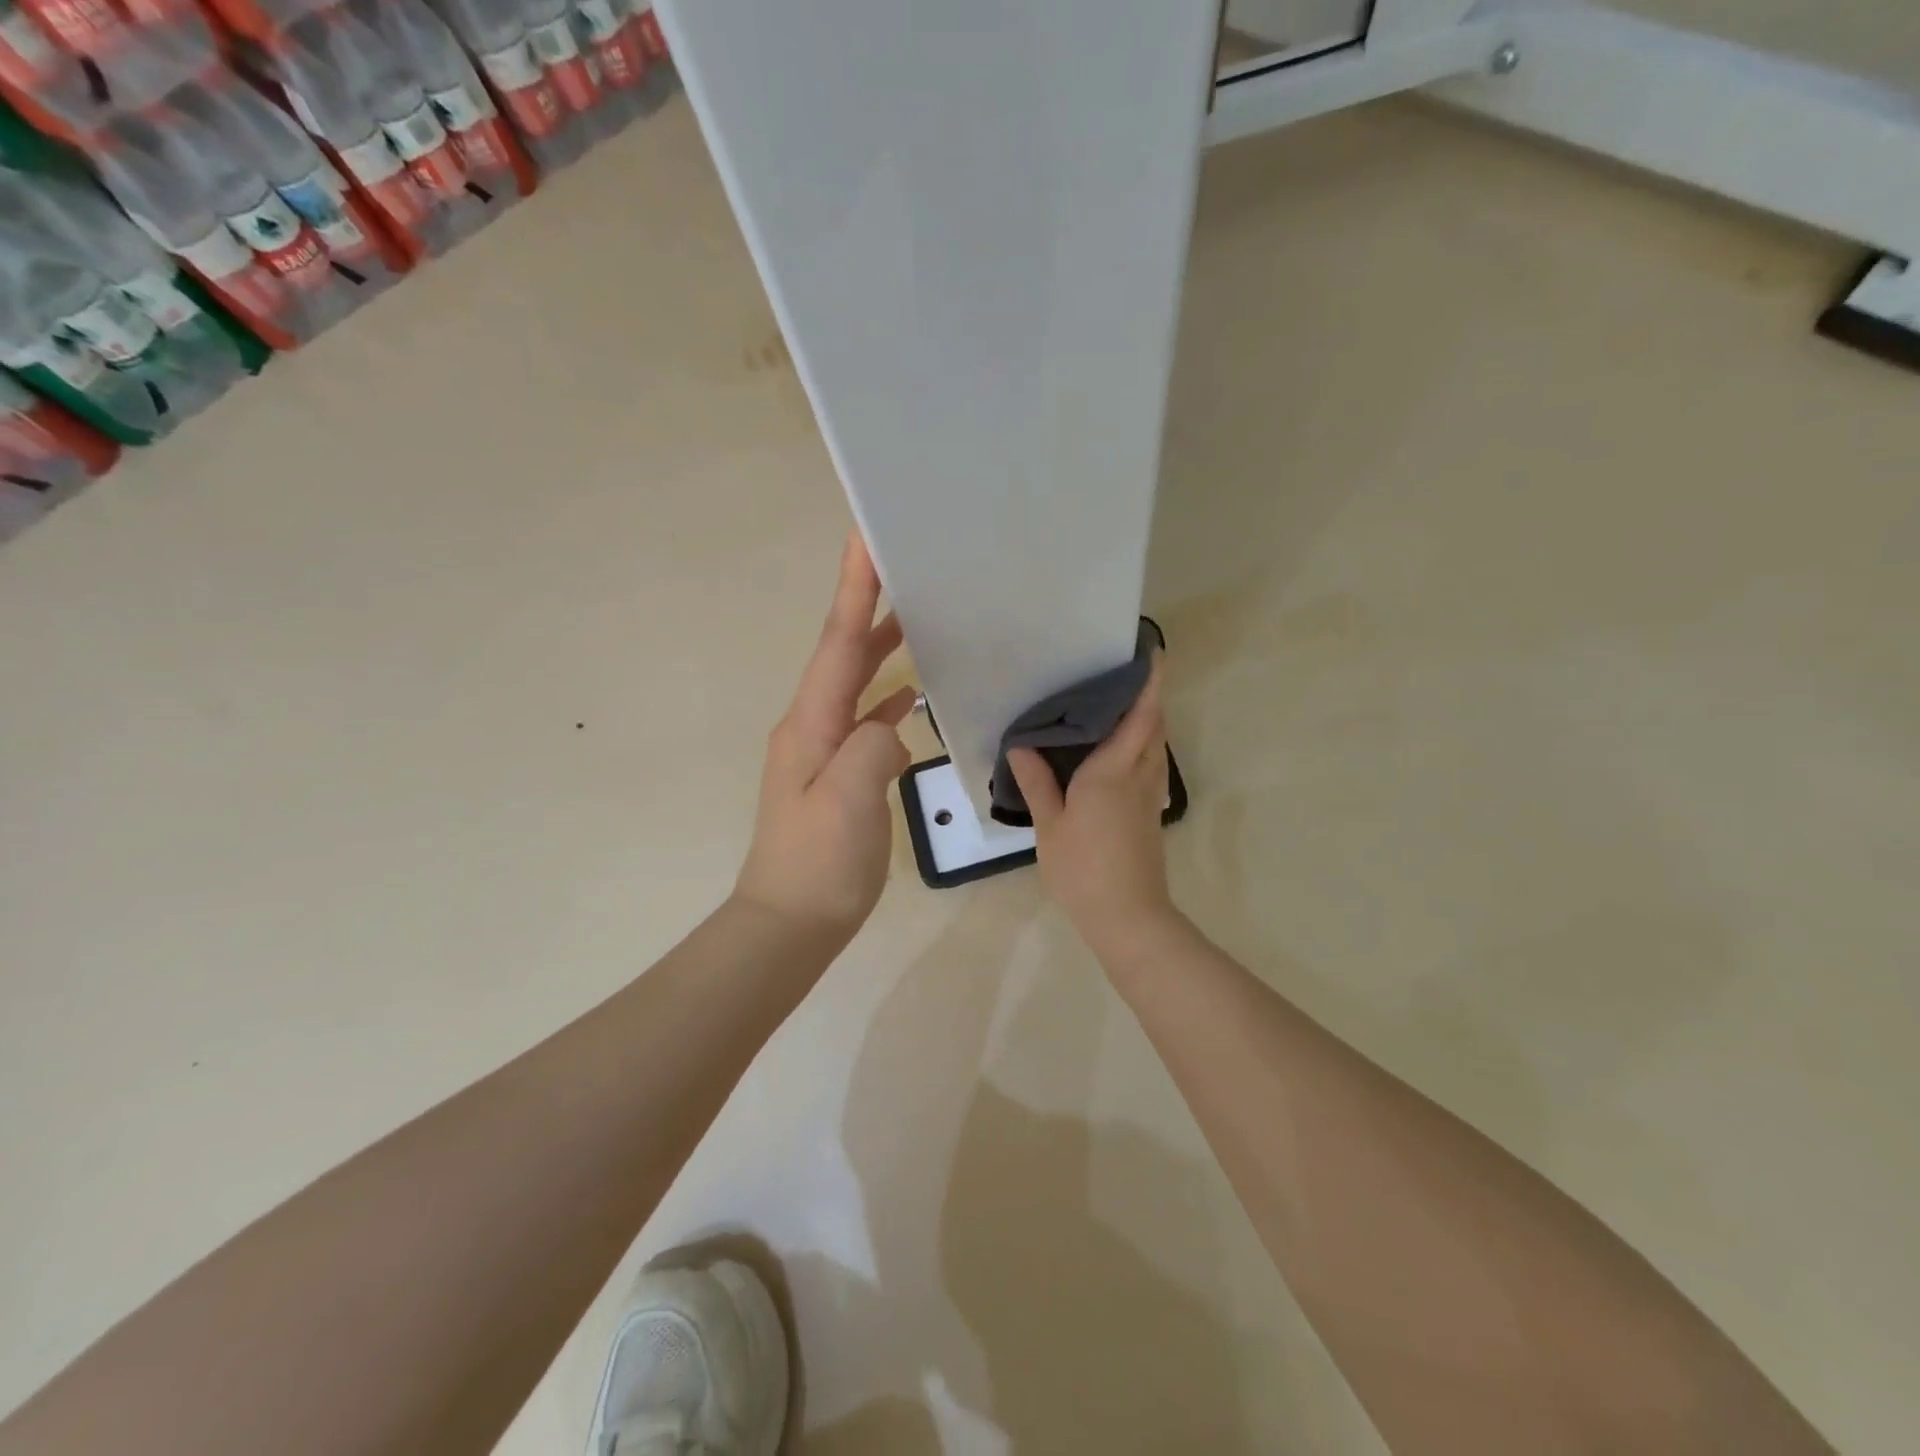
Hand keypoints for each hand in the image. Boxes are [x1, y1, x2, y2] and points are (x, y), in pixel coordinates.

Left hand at [734, 530, 915, 943]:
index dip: (853, 589)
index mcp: (810, 723)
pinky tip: (912, 696)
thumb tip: (893, 723)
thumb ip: (873, 746)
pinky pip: (865, 720)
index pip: (837, 642)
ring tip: (914, 616)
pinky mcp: (839, 774)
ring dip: (879, 647)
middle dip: (867, 605)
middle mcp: (811, 725)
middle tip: (899, 563)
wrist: (791, 921)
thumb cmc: (817, 862)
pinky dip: (887, 699)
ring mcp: (823, 750)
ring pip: (854, 684)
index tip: (864, 538)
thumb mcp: (847, 800)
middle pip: (843, 653)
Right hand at [1008, 655, 1178, 955]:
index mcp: (1112, 772)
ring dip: (1149, 721)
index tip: (1153, 655)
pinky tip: (1120, 753)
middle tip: (1126, 675)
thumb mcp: (1050, 826)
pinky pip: (1151, 766)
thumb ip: (1037, 782)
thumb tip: (1021, 744)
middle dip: (1149, 697)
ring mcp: (1149, 797)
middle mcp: (1138, 776)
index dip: (1148, 684)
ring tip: (1121, 707)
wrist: (1128, 917)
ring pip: (1156, 747)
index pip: (1138, 717)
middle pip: (1154, 727)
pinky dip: (1143, 746)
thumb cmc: (1083, 869)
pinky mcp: (1150, 814)